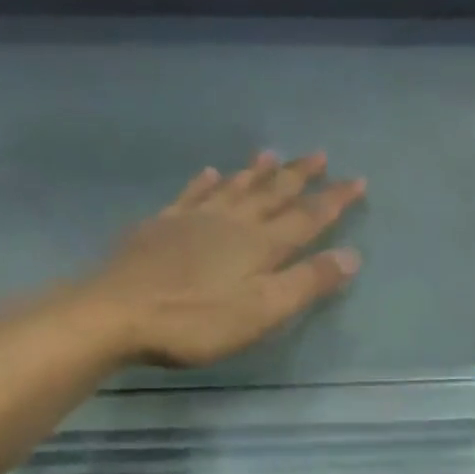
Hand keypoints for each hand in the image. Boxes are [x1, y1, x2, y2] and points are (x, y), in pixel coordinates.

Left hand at [75, 150, 366, 366]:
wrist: (115, 313)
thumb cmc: (197, 319)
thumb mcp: (264, 310)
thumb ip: (307, 282)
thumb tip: (351, 255)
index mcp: (261, 244)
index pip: (308, 217)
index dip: (335, 200)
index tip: (358, 180)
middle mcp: (232, 222)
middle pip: (272, 193)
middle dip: (298, 175)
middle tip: (319, 155)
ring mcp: (193, 221)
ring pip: (233, 188)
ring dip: (256, 172)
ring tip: (271, 154)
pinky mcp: (160, 227)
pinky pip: (190, 196)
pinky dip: (205, 183)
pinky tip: (209, 173)